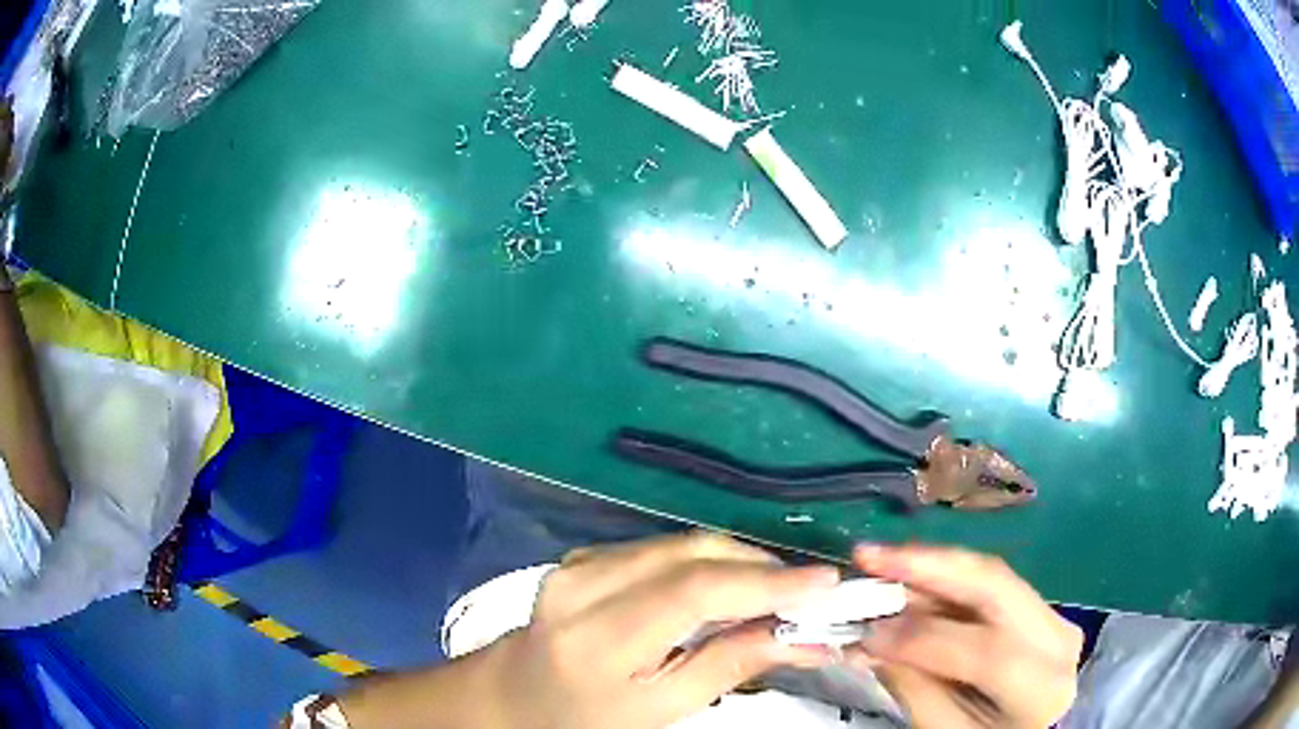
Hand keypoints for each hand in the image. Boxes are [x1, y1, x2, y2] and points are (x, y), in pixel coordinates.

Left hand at [487, 532, 840, 728]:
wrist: (516, 693)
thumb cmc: (587, 717)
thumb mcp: (660, 709)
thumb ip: (730, 666)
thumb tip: (804, 638)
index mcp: (597, 637)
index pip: (693, 591)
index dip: (766, 582)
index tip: (826, 582)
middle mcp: (584, 584)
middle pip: (692, 554)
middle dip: (761, 568)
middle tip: (808, 592)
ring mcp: (580, 562)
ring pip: (683, 543)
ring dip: (739, 563)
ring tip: (777, 592)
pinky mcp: (586, 554)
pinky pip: (663, 548)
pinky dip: (707, 562)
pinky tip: (728, 587)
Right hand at [848, 544, 1081, 728]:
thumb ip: (915, 687)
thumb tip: (872, 638)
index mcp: (1042, 687)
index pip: (986, 652)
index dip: (924, 638)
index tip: (867, 631)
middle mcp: (1057, 638)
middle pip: (995, 585)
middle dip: (929, 565)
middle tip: (870, 556)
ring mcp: (1053, 615)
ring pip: (991, 574)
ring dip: (932, 564)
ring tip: (881, 559)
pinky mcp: (1040, 606)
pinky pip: (990, 583)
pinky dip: (946, 578)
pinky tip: (911, 574)